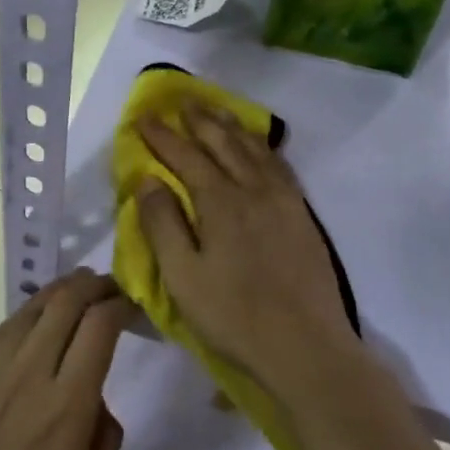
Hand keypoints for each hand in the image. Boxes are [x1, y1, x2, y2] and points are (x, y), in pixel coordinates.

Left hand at [0, 270, 134, 449]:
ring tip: (80, 289)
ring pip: (32, 308)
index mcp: (66, 407)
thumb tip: (98, 401)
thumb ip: (104, 444)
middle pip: (66, 302)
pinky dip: (30, 311)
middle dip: (96, 284)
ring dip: (62, 290)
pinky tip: (38, 319)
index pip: (99, 326)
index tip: (134, 305)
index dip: (121, 304)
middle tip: (114, 287)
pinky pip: (4, 329)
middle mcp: (29, 374)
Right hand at [136, 107, 361, 406]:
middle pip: (224, 144)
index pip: (186, 157)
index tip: (144, 117)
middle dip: (201, 121)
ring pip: (255, 151)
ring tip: (218, 112)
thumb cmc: (233, 316)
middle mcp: (254, 190)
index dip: (163, 136)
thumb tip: (148, 179)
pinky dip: (264, 149)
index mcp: (221, 203)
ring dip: (233, 127)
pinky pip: (281, 167)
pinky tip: (261, 149)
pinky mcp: (303, 217)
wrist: (305, 347)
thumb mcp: (182, 276)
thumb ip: (162, 224)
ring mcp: (284, 202)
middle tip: (183, 101)